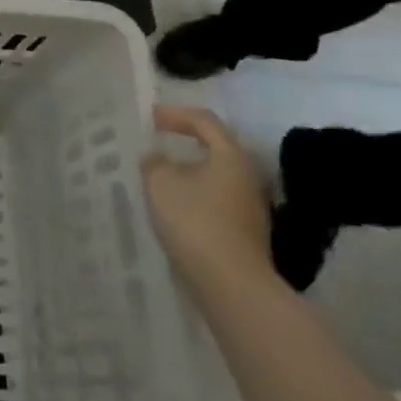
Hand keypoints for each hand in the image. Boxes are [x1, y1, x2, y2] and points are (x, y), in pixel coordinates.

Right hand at [141, 105, 272, 294]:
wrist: (233, 287)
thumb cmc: (195, 222)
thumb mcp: (160, 183)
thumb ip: (154, 162)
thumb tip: (157, 157)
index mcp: (230, 156)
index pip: (204, 121)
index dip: (175, 114)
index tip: (150, 118)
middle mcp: (247, 177)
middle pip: (216, 148)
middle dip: (185, 141)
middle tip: (158, 140)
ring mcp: (251, 208)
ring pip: (216, 176)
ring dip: (190, 171)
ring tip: (162, 175)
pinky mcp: (247, 233)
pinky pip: (217, 200)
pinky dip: (195, 194)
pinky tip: (176, 207)